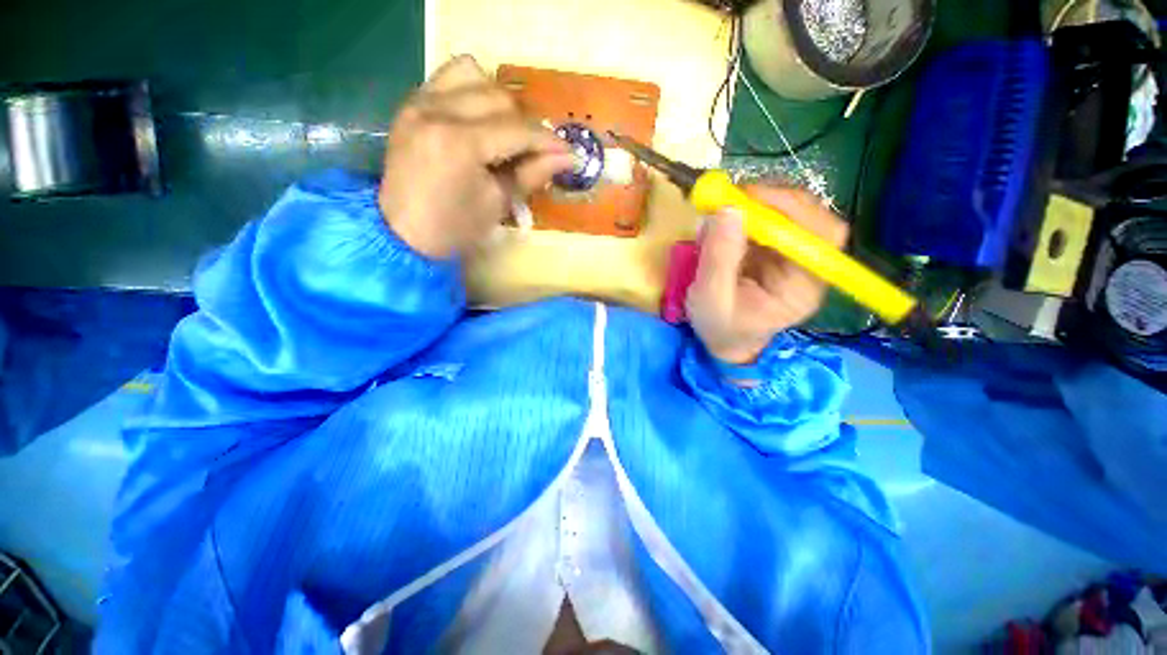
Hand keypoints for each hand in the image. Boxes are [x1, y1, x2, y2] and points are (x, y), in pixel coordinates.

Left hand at [379, 55, 573, 258]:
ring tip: (507, 131)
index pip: (517, 130)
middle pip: (500, 98)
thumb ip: (532, 173)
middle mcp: (437, 110)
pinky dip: (472, 90)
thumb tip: (568, 157)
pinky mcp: (411, 103)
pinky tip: (480, 116)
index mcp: (460, 144)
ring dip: (500, 102)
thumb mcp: (498, 204)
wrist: (403, 233)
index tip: (569, 153)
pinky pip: (448, 77)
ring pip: (475, 76)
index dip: (548, 141)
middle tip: (537, 152)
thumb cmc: (455, 228)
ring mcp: (420, 102)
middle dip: (527, 125)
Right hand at [686, 186, 848, 364]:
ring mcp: (791, 253)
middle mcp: (808, 265)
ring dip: (756, 203)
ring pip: (790, 211)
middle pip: (812, 216)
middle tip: (732, 198)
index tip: (749, 198)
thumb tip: (728, 210)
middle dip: (772, 200)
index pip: (822, 235)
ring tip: (721, 214)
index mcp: (804, 287)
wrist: (723, 338)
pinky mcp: (774, 247)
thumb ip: (718, 259)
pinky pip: (768, 217)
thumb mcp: (710, 300)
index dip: (792, 209)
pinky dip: (745, 211)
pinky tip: (723, 223)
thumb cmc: (720, 328)